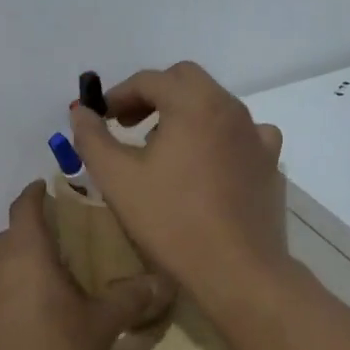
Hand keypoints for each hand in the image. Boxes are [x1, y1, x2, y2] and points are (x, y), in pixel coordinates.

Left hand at [0, 182, 175, 349]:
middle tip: (56, 245)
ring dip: (15, 273)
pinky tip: (18, 332)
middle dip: (29, 235)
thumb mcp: (104, 325)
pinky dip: (0, 308)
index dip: (33, 194)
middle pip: (8, 239)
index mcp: (27, 256)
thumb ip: (133, 298)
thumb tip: (165, 281)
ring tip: (41, 291)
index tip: (43, 187)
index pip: (24, 208)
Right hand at [69, 61, 291, 312]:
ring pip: (214, 105)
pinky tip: (208, 163)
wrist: (238, 270)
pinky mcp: (269, 162)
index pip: (150, 79)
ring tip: (163, 147)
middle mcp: (230, 108)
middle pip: (186, 81)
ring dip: (185, 113)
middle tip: (129, 124)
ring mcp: (256, 135)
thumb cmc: (172, 220)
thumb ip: (92, 138)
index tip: (102, 118)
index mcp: (194, 103)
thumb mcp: (118, 179)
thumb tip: (80, 111)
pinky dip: (218, 136)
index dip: (119, 94)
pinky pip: (242, 134)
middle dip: (153, 95)